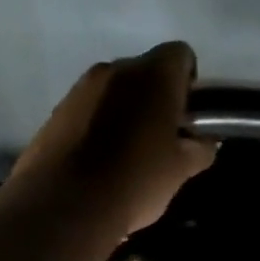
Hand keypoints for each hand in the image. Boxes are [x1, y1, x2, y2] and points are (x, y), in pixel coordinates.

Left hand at [9, 42, 216, 238]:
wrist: (64, 206)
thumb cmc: (136, 180)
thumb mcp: (182, 169)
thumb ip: (200, 147)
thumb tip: (204, 140)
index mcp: (153, 74)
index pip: (180, 54)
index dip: (188, 82)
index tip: (187, 115)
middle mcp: (115, 69)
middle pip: (145, 71)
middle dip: (156, 96)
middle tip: (161, 136)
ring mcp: (80, 88)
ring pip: (115, 90)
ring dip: (125, 110)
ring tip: (128, 152)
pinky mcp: (56, 111)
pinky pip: (88, 108)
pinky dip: (98, 124)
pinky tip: (99, 160)